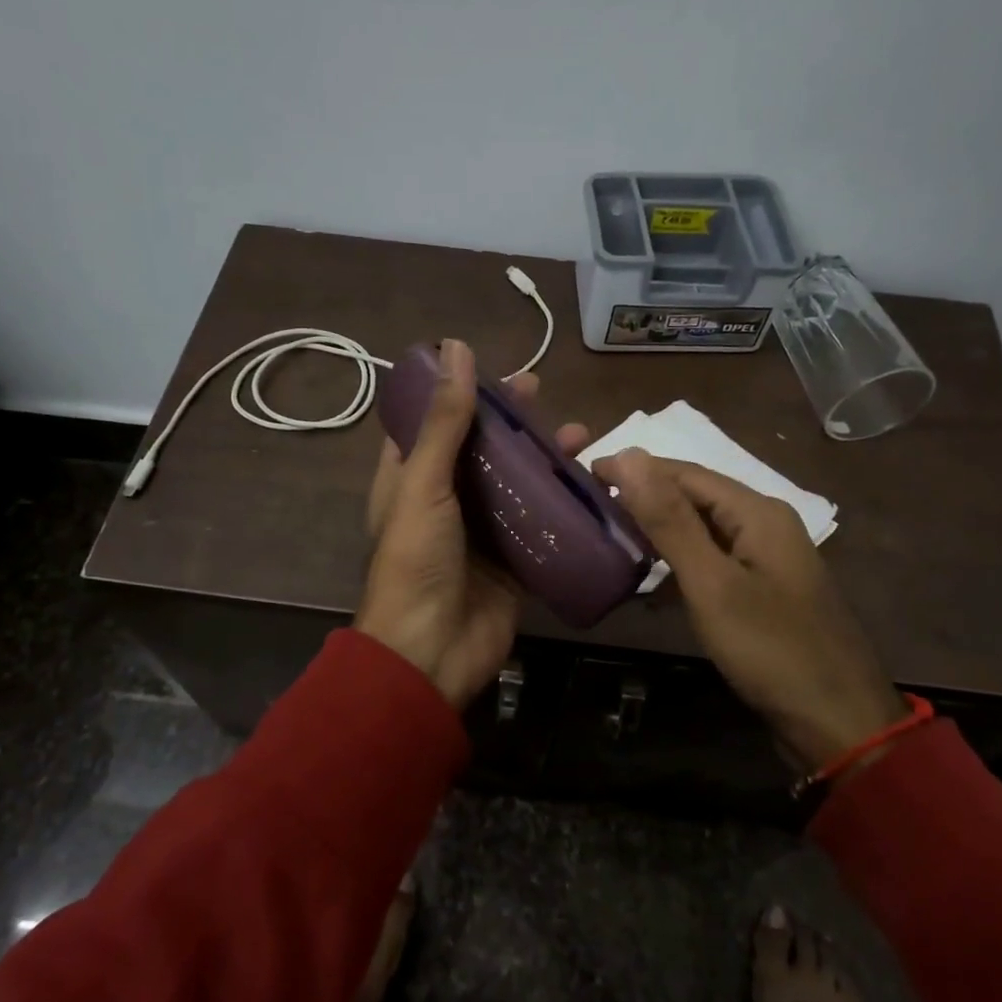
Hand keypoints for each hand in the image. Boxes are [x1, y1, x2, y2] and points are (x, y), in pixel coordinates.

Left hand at [356, 340, 588, 708]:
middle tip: (541, 394)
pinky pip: (541, 525)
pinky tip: (591, 483)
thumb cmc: (416, 561)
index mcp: (409, 480)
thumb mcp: (424, 483)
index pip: (432, 424)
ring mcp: (481, 533)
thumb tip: (456, 349)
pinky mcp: (513, 563)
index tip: (489, 370)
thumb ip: (445, 421)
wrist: (430, 652)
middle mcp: (445, 501)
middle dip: (510, 423)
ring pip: (515, 485)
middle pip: (481, 450)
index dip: (457, 395)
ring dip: (543, 459)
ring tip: (580, 434)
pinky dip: (563, 503)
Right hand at [591, 449, 906, 773]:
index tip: (585, 474)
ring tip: (611, 538)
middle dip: (644, 498)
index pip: (685, 472)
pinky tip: (651, 582)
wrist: (838, 723)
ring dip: (659, 531)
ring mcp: (767, 559)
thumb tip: (630, 454)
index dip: (635, 468)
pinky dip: (679, 564)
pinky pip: (712, 561)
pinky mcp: (763, 591)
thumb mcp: (712, 583)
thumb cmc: (771, 648)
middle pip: (695, 497)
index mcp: (757, 512)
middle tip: (591, 506)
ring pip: (702, 530)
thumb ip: (670, 520)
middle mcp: (765, 524)